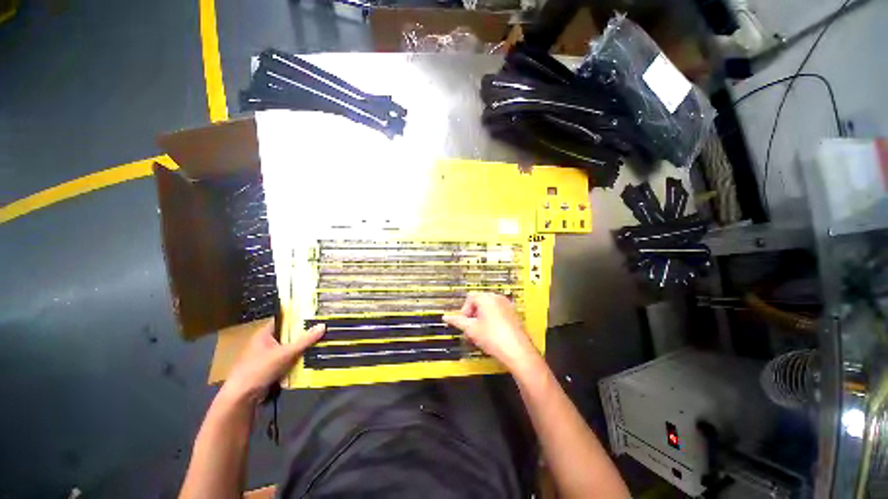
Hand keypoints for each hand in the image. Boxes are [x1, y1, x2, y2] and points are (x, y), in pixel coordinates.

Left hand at [219, 319, 324, 405]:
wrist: (241, 397)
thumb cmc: (260, 369)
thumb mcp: (285, 353)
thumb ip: (305, 340)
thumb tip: (323, 325)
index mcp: (264, 334)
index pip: (283, 319)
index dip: (297, 316)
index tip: (314, 314)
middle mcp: (265, 342)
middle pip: (287, 334)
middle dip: (303, 333)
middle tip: (321, 328)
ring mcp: (266, 356)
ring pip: (288, 348)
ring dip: (301, 347)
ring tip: (320, 342)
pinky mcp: (269, 368)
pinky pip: (286, 359)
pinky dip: (296, 359)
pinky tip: (310, 358)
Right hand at [444, 293, 540, 373]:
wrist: (517, 352)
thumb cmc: (494, 338)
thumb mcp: (471, 329)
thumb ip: (457, 321)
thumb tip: (446, 317)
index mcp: (486, 298)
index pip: (470, 298)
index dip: (464, 311)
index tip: (464, 323)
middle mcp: (497, 298)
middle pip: (479, 302)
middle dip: (472, 315)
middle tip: (471, 329)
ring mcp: (507, 305)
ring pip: (488, 308)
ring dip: (481, 318)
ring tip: (480, 333)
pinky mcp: (513, 314)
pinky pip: (497, 312)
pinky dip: (491, 320)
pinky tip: (491, 334)